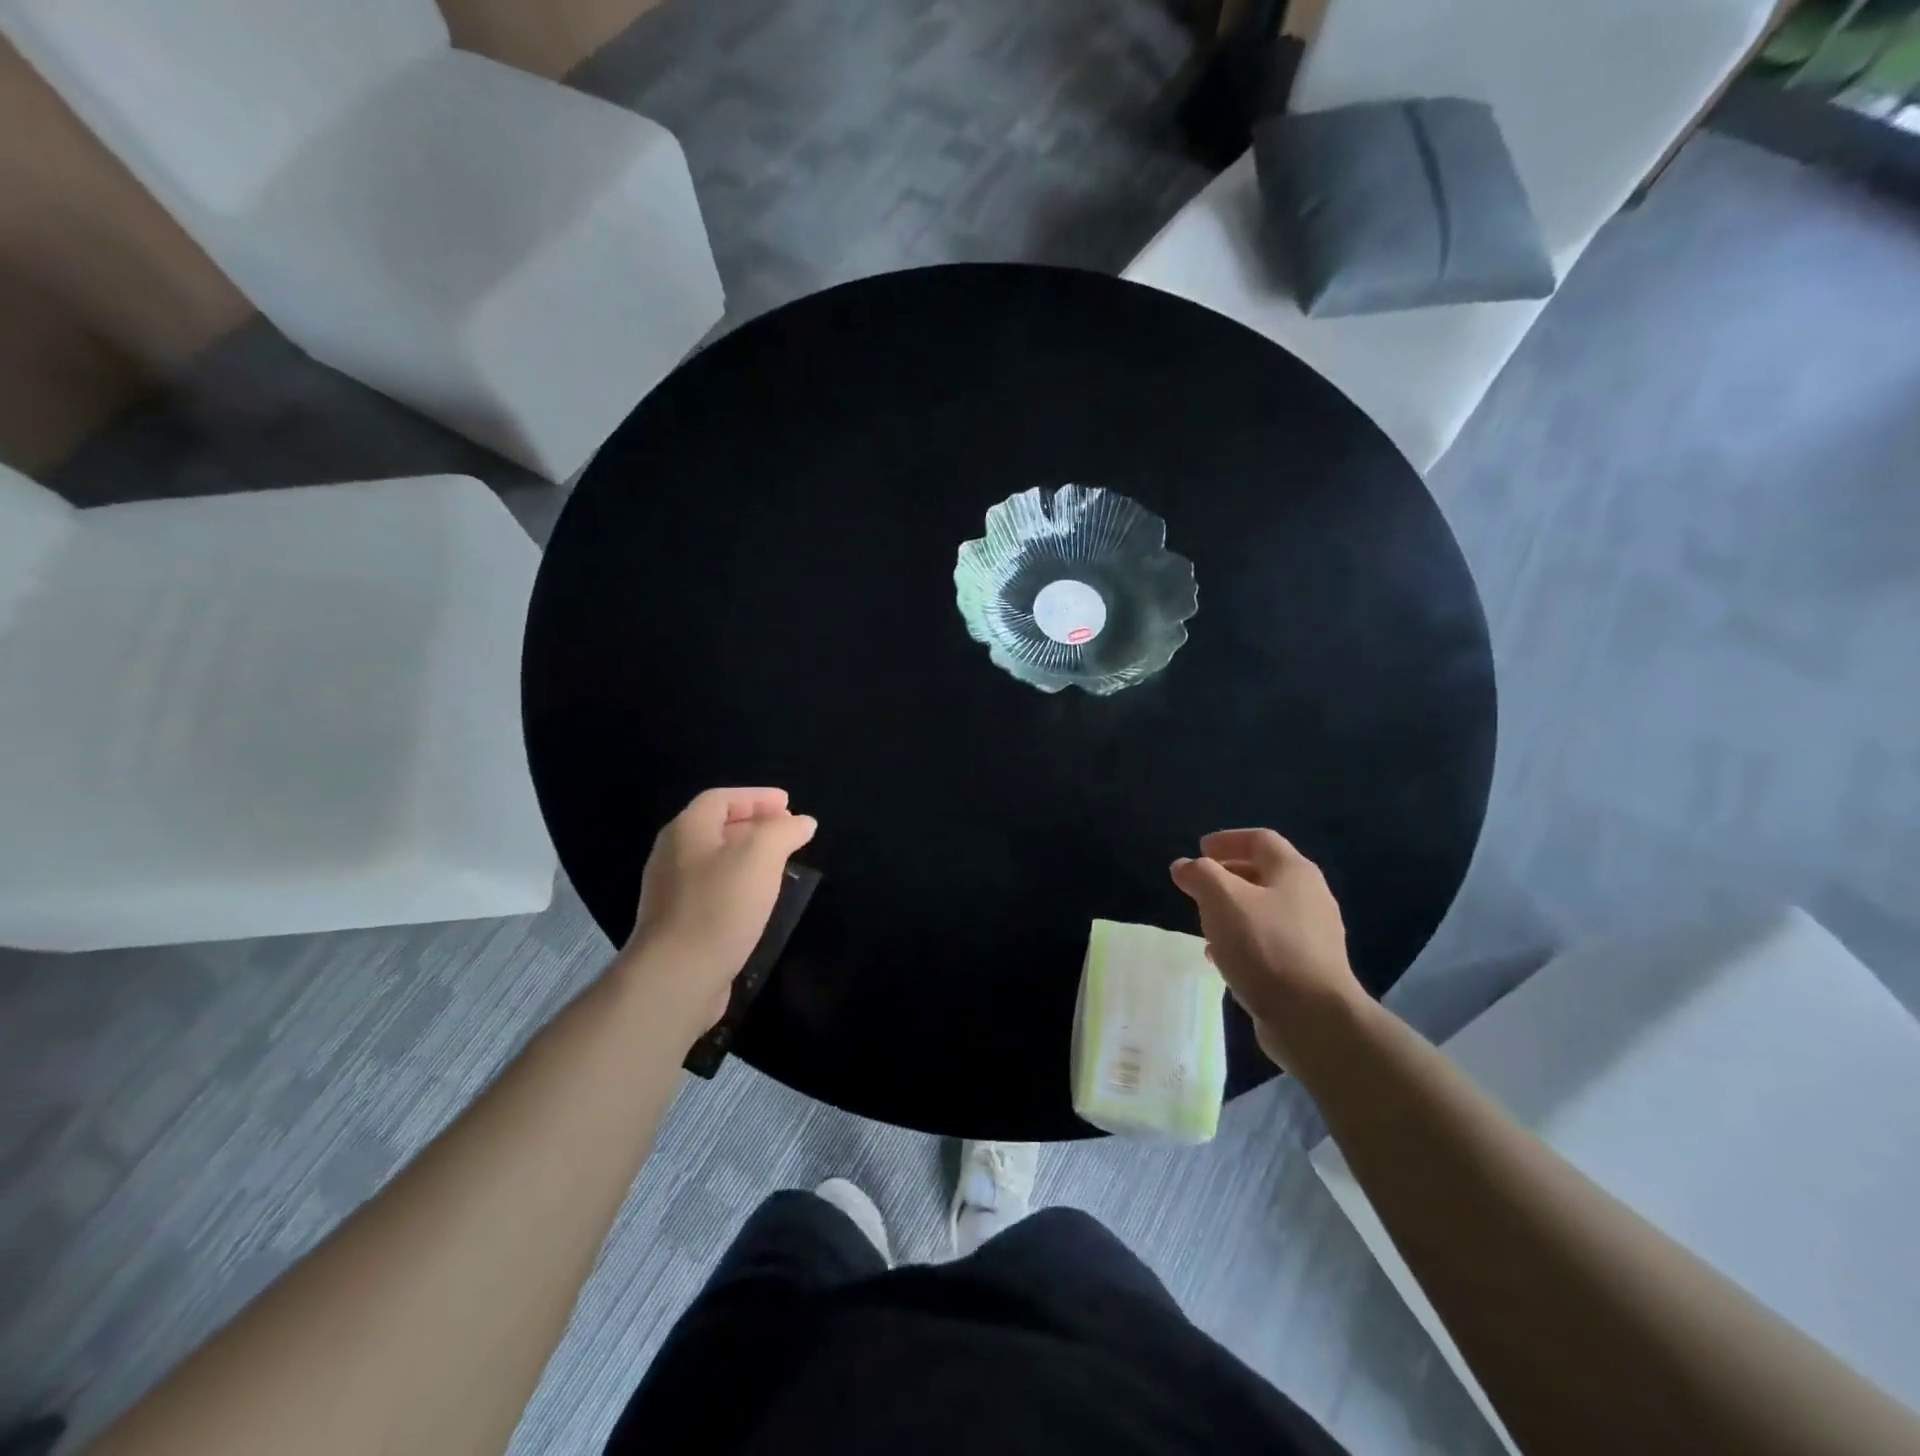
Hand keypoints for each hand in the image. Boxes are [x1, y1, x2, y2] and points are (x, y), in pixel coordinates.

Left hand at [618, 787, 816, 1033]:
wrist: (676, 977)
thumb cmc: (720, 906)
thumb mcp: (761, 856)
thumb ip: (784, 831)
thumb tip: (801, 822)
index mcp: (687, 829)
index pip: (722, 798)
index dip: (756, 797)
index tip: (789, 804)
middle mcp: (672, 855)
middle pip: (716, 827)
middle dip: (754, 824)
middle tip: (787, 831)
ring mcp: (670, 892)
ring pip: (714, 860)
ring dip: (747, 856)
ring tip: (779, 864)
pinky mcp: (677, 924)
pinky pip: (712, 890)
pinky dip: (738, 884)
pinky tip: (758, 901)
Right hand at [1170, 829, 1364, 1071]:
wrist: (1313, 1019)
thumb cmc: (1265, 947)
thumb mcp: (1222, 899)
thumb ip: (1200, 875)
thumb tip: (1184, 866)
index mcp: (1294, 872)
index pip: (1260, 840)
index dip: (1228, 839)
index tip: (1199, 849)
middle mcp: (1310, 897)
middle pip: (1264, 874)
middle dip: (1227, 875)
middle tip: (1198, 885)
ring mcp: (1313, 936)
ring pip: (1265, 910)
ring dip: (1232, 911)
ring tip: (1204, 923)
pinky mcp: (1308, 969)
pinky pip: (1269, 942)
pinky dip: (1242, 940)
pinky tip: (1222, 958)